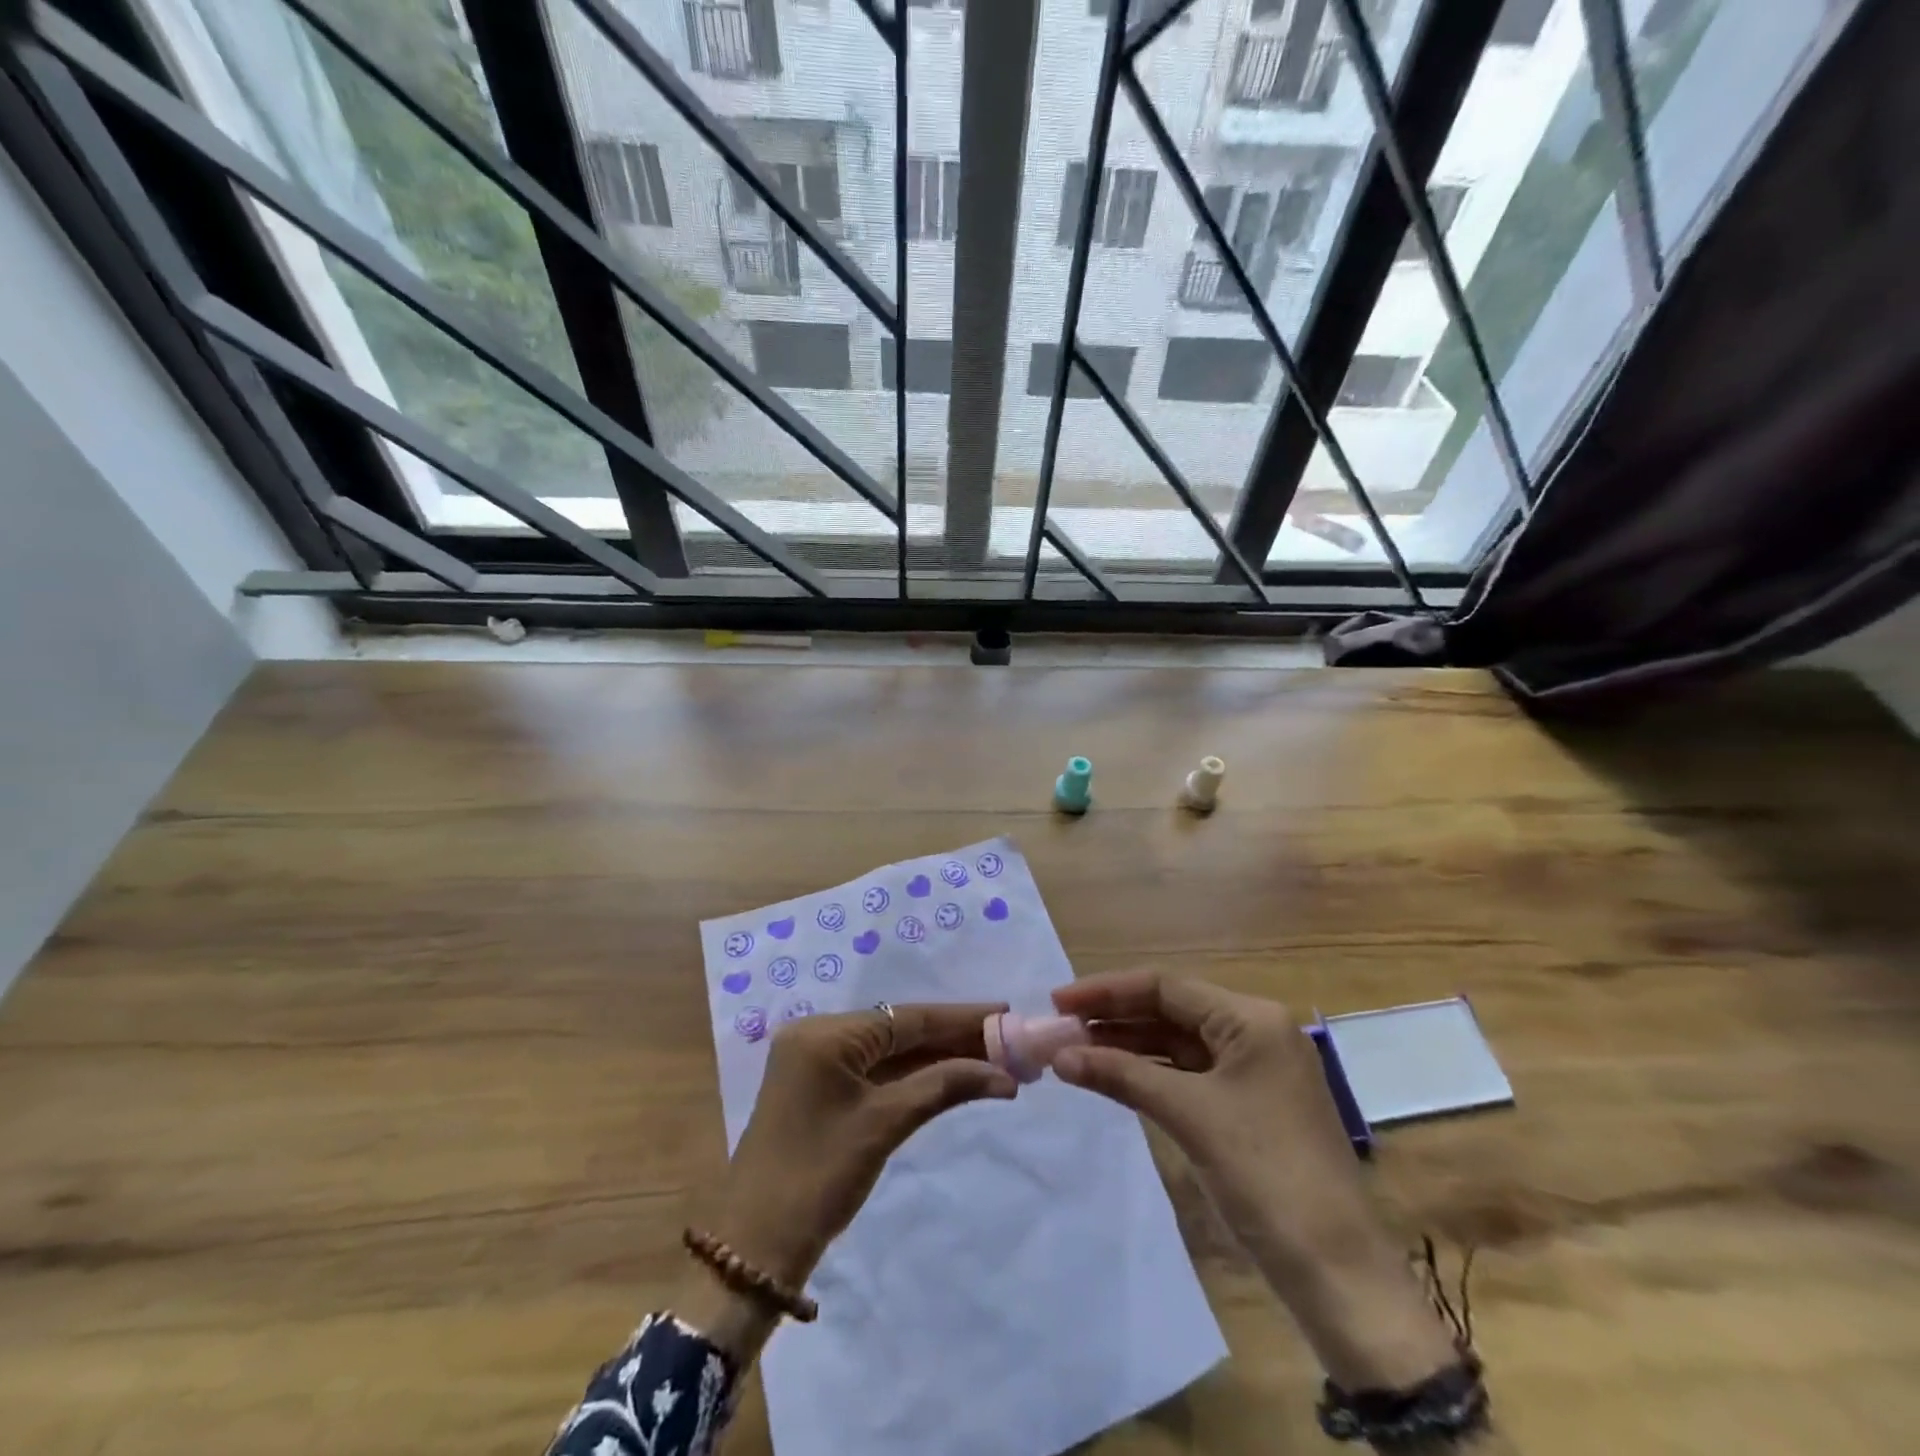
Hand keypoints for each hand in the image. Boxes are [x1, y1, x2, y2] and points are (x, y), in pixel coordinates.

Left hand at [701, 1002, 1017, 1290]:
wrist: (756, 1248)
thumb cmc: (819, 1177)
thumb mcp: (885, 1125)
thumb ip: (943, 1086)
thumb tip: (1004, 1075)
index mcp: (826, 1033)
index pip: (906, 1017)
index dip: (960, 1017)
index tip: (1005, 1011)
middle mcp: (818, 1035)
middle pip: (899, 1030)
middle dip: (953, 1037)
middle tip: (1006, 1039)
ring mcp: (817, 1062)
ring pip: (889, 1051)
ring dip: (937, 1057)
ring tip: (991, 1057)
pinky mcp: (820, 1088)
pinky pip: (874, 1071)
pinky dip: (912, 1075)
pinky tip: (951, 1074)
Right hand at [1049, 971, 1454, 1389]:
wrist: (1337, 1273)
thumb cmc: (1265, 1175)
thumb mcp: (1189, 1116)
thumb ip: (1121, 1076)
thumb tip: (1058, 1055)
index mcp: (1251, 1018)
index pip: (1165, 986)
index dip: (1107, 990)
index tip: (1058, 1001)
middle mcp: (1255, 1031)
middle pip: (1171, 1010)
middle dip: (1114, 1018)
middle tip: (1059, 1028)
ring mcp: (1254, 1068)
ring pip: (1178, 1042)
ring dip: (1128, 1046)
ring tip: (1075, 1050)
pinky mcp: (1249, 1102)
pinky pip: (1189, 1073)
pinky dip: (1151, 1073)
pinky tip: (1113, 1076)